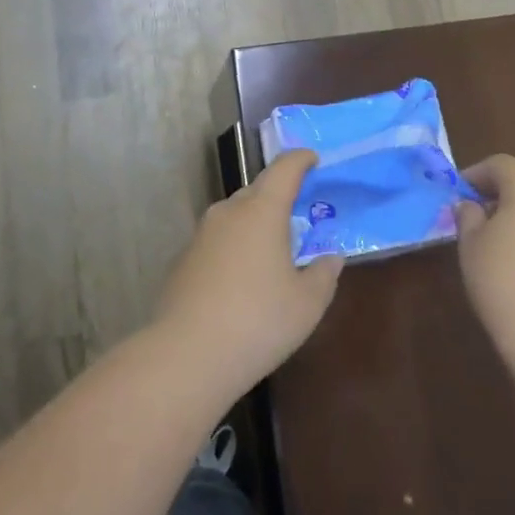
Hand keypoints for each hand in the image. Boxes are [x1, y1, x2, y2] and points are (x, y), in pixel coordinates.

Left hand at [151, 151, 345, 398]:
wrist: (187, 355)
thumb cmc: (258, 321)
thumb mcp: (307, 303)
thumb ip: (323, 274)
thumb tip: (330, 258)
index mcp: (262, 210)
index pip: (284, 168)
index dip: (301, 159)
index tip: (313, 160)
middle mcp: (229, 211)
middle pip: (257, 190)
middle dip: (279, 196)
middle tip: (298, 214)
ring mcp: (201, 234)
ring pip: (235, 216)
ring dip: (255, 223)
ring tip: (272, 250)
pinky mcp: (184, 259)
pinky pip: (218, 241)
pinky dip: (234, 247)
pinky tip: (241, 280)